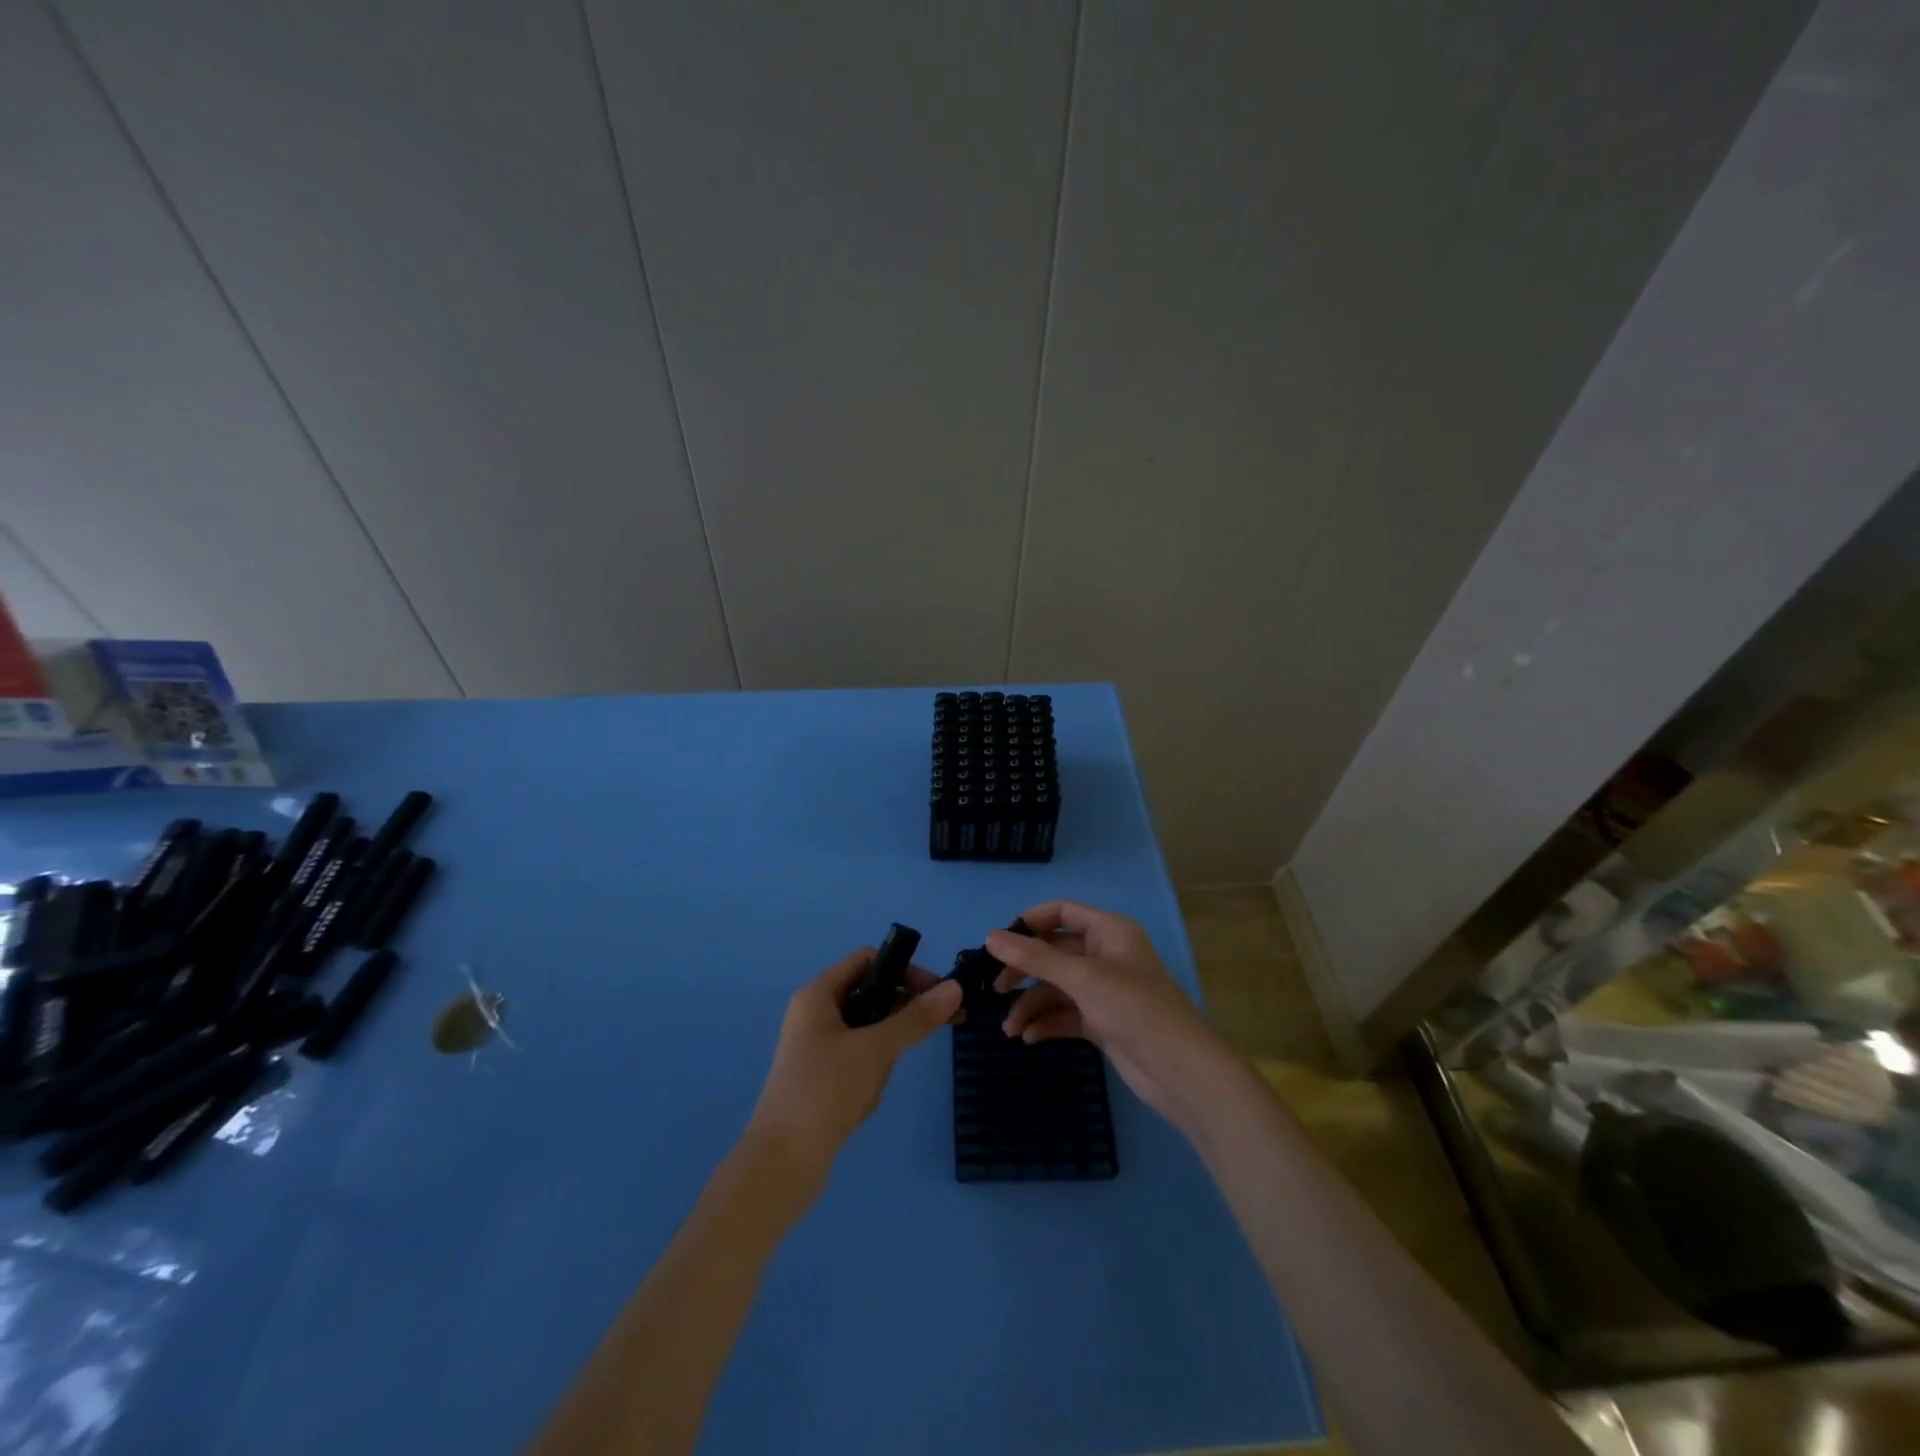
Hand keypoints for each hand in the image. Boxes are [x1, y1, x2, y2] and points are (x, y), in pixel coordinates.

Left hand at [747, 949, 961, 1187]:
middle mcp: (815, 1014)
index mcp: (818, 994)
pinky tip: (864, 1101)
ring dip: (884, 1053)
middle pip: (871, 995)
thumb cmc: (824, 1091)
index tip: (936, 993)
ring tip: (876, 1082)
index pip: (868, 960)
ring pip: (869, 1032)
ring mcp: (817, 1047)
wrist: (781, 1165)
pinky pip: (859, 1062)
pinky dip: (871, 1075)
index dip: (904, 970)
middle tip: (940, 1026)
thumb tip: (955, 987)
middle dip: (901, 1015)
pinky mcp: (822, 1078)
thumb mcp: (875, 1049)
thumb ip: (916, 1017)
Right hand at [987, 901, 1228, 1130]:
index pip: (1062, 912)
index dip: (1029, 922)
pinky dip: (1047, 1023)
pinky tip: (1029, 1038)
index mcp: (1109, 931)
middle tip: (995, 988)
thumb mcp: (1082, 978)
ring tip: (1009, 1029)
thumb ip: (1035, 957)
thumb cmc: (1134, 1009)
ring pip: (1057, 987)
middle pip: (1055, 951)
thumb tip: (990, 937)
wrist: (1180, 1071)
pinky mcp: (1103, 1022)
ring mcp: (1105, 990)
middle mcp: (1106, 955)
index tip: (998, 942)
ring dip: (1032, 1004)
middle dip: (1025, 969)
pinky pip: (1066, 1014)